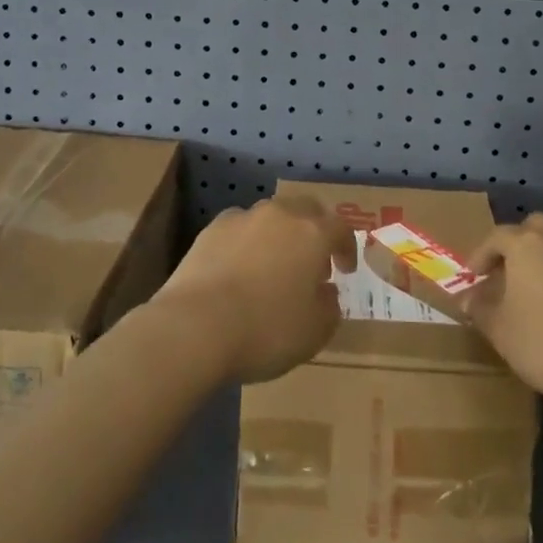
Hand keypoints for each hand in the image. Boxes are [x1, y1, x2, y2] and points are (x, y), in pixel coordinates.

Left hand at [152, 195, 356, 383]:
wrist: (196, 325)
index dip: (347, 248)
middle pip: (305, 210)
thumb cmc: (266, 329)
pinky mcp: (212, 228)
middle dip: (314, 231)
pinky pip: (240, 229)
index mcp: (312, 233)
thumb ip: (329, 308)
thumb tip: (327, 292)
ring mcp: (244, 217)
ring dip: (279, 235)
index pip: (340, 228)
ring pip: (270, 216)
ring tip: (274, 265)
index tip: (345, 270)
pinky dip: (247, 242)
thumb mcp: (314, 333)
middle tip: (313, 261)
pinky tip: (239, 268)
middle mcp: (280, 214)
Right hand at [461, 214, 542, 413]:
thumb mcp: (500, 330)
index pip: (496, 237)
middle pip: (532, 228)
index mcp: (525, 243)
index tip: (472, 277)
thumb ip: (480, 309)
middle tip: (505, 272)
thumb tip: (467, 298)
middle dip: (516, 245)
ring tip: (535, 287)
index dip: (480, 255)